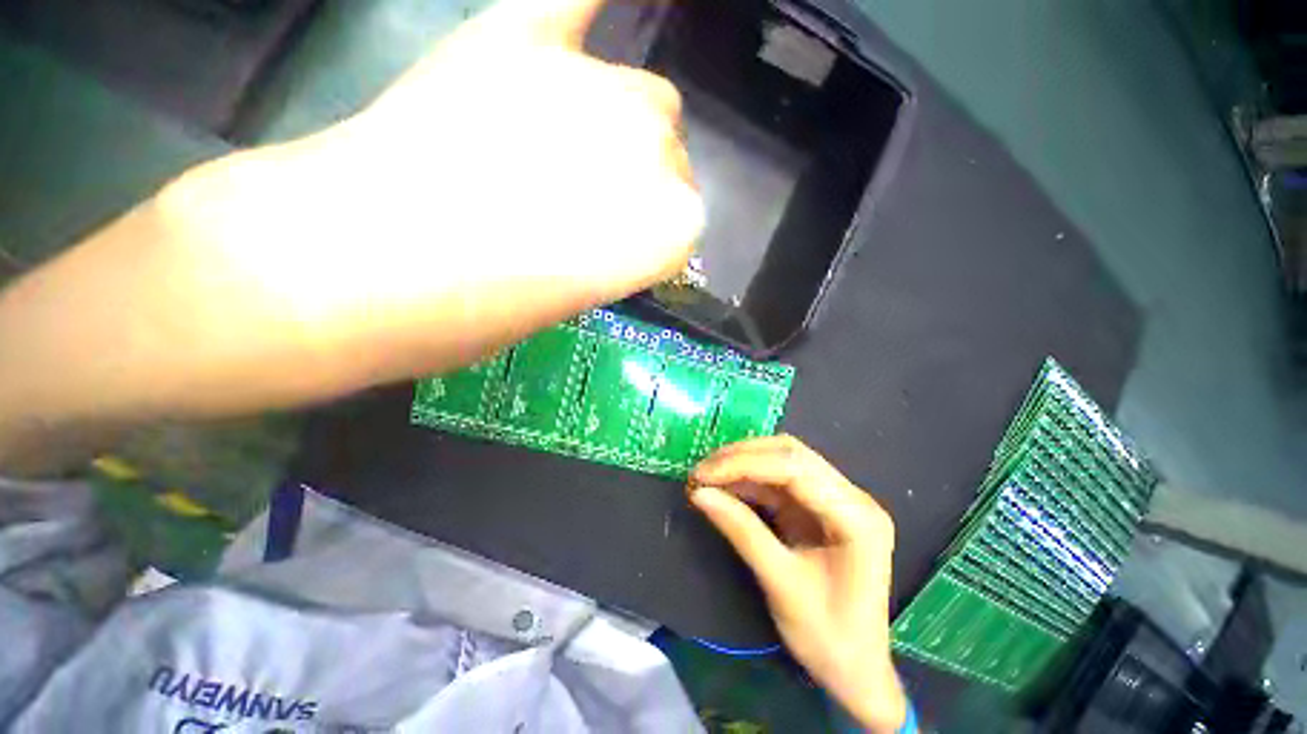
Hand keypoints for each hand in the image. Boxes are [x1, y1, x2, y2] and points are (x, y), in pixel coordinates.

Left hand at [0, 0, 701, 471]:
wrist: (349, 256)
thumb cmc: (440, 315)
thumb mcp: (542, 305)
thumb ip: (593, 248)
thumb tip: (583, 214)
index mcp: (668, 227)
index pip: (675, 214)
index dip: (623, 225)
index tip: (578, 239)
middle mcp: (653, 143)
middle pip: (658, 140)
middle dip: (613, 162)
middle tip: (539, 187)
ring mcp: (594, 80)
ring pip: (626, 86)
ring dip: (591, 107)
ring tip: (514, 130)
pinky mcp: (527, 34)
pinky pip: (583, 2)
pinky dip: (591, 6)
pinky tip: (584, 19)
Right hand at [690, 436, 907, 732]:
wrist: (853, 666)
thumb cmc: (824, 633)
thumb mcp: (780, 582)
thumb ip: (743, 533)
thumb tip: (700, 494)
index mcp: (857, 515)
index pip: (797, 468)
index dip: (744, 464)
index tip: (699, 475)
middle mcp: (857, 501)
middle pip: (798, 459)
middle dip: (746, 460)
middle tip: (698, 473)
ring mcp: (846, 510)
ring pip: (795, 471)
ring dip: (750, 472)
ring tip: (706, 481)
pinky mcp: (833, 522)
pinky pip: (795, 494)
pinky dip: (761, 491)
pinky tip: (731, 494)